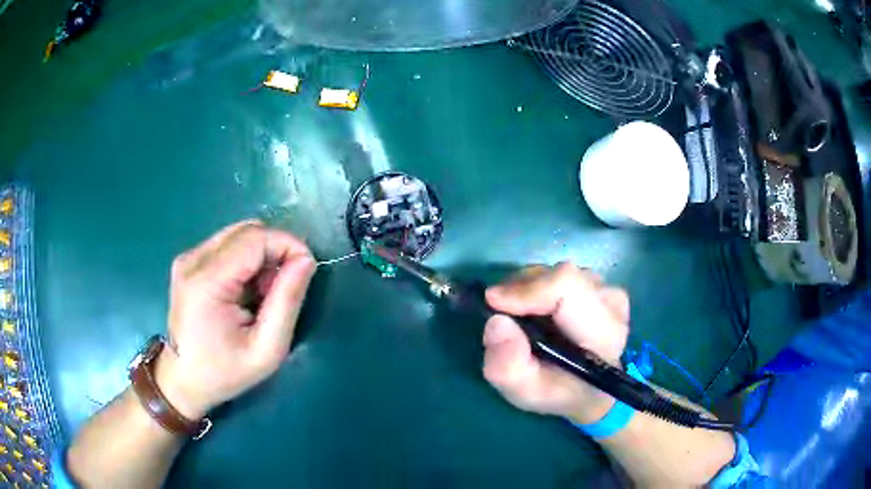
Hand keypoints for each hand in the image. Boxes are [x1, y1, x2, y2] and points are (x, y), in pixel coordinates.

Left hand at [155, 220, 315, 418]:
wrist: (183, 380)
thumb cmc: (225, 372)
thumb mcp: (267, 349)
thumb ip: (287, 301)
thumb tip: (305, 259)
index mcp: (206, 282)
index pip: (255, 238)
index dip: (288, 244)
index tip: (307, 268)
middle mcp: (193, 260)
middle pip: (247, 231)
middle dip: (276, 250)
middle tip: (285, 287)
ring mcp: (188, 258)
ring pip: (238, 235)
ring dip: (261, 256)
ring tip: (263, 293)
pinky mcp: (188, 261)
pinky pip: (227, 245)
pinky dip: (246, 260)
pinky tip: (246, 290)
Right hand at [482, 263, 629, 424]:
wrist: (588, 390)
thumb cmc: (559, 393)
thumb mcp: (526, 393)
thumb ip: (508, 366)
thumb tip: (496, 322)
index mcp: (603, 333)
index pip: (567, 286)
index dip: (528, 289)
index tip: (493, 304)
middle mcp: (612, 303)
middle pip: (559, 276)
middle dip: (521, 290)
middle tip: (501, 315)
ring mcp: (607, 289)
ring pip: (556, 273)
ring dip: (529, 290)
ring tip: (520, 317)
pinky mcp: (599, 284)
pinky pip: (559, 274)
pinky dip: (538, 288)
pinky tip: (537, 311)